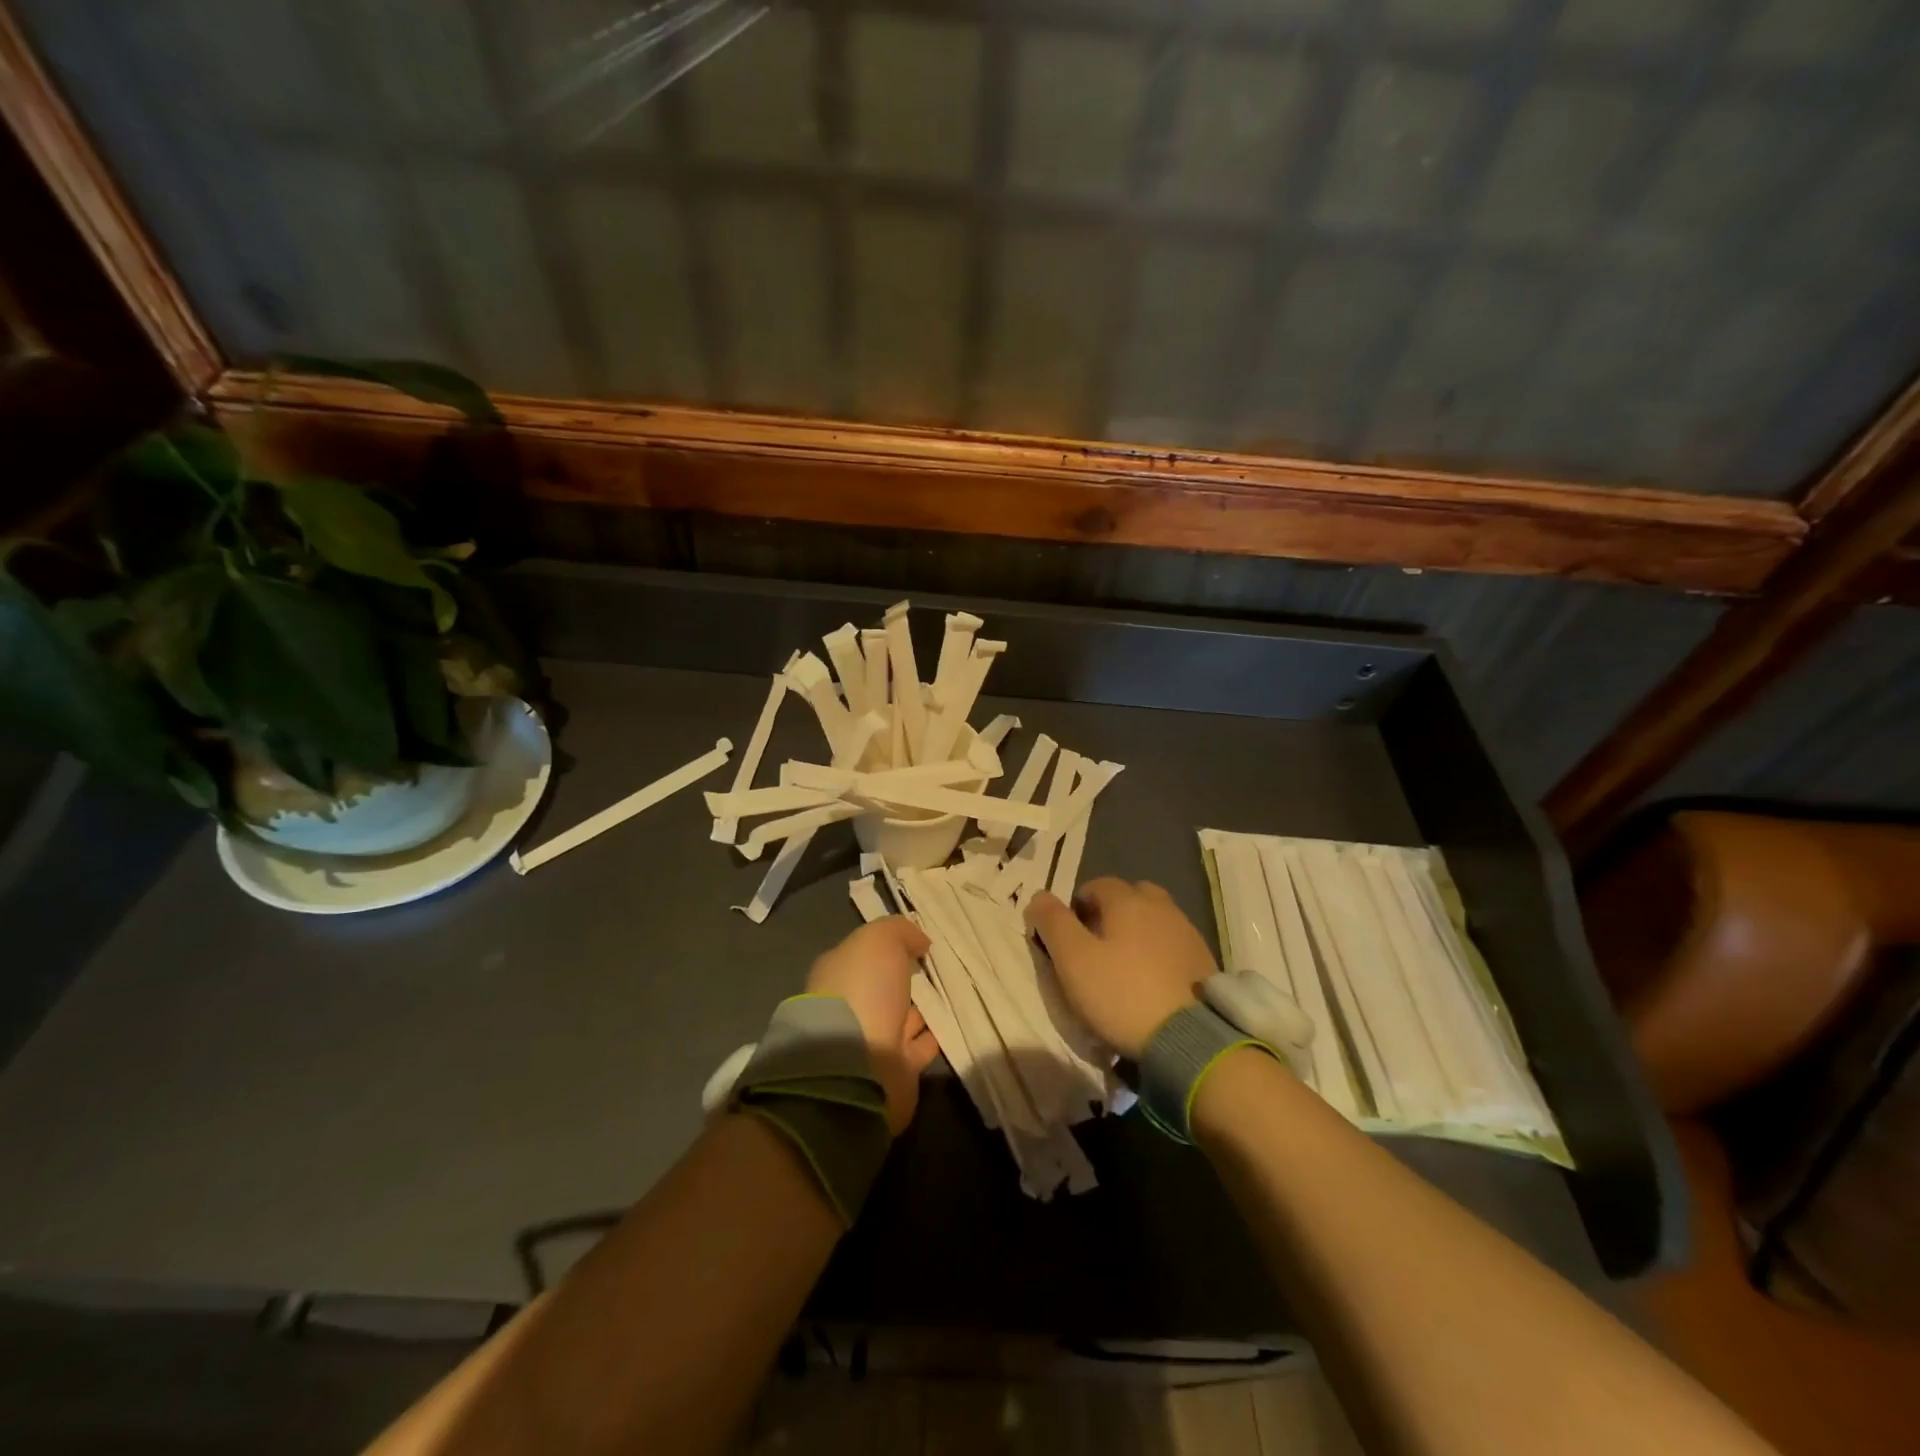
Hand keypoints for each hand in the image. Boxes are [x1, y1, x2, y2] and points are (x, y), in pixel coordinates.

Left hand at [806, 916, 940, 1134]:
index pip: (863, 956)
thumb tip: (919, 942)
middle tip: (937, 969)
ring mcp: (870, 1041)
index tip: (917, 945)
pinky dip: (933, 1036)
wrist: (858, 1063)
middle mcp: (851, 1008)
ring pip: (903, 1018)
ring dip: (923, 1010)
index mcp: (837, 975)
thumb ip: (900, 931)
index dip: (888, 949)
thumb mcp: (879, 940)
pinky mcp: (894, 1071)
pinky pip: (919, 1047)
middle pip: (884, 989)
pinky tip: (952, 1023)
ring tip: (953, 995)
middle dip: (906, 981)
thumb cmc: (863, 989)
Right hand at [1026, 879, 1216, 1058]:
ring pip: (1153, 920)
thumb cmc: (1122, 993)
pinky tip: (1151, 983)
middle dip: (1110, 915)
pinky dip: (1158, 954)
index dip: (1077, 908)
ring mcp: (1187, 932)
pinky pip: (1172, 945)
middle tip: (1097, 949)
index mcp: (1127, 900)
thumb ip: (1052, 922)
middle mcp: (1160, 906)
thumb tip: (1039, 895)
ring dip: (1137, 934)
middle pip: (1129, 897)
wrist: (1189, 1039)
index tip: (1069, 939)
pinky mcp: (1204, 961)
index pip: (1095, 885)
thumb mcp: (1073, 959)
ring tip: (1124, 969)